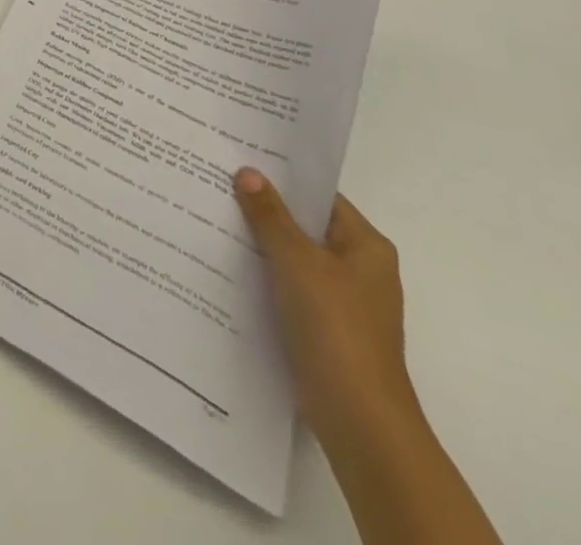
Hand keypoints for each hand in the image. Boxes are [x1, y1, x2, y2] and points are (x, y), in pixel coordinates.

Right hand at [234, 169, 420, 452]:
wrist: (359, 419)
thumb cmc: (335, 327)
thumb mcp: (297, 261)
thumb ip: (270, 215)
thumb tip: (248, 172)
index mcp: (366, 246)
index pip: (319, 196)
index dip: (282, 178)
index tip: (240, 161)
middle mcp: (360, 270)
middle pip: (305, 227)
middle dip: (265, 210)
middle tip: (218, 185)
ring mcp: (343, 302)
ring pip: (294, 259)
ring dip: (261, 245)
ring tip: (213, 220)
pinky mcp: (325, 330)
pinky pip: (290, 289)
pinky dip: (264, 278)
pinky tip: (227, 268)